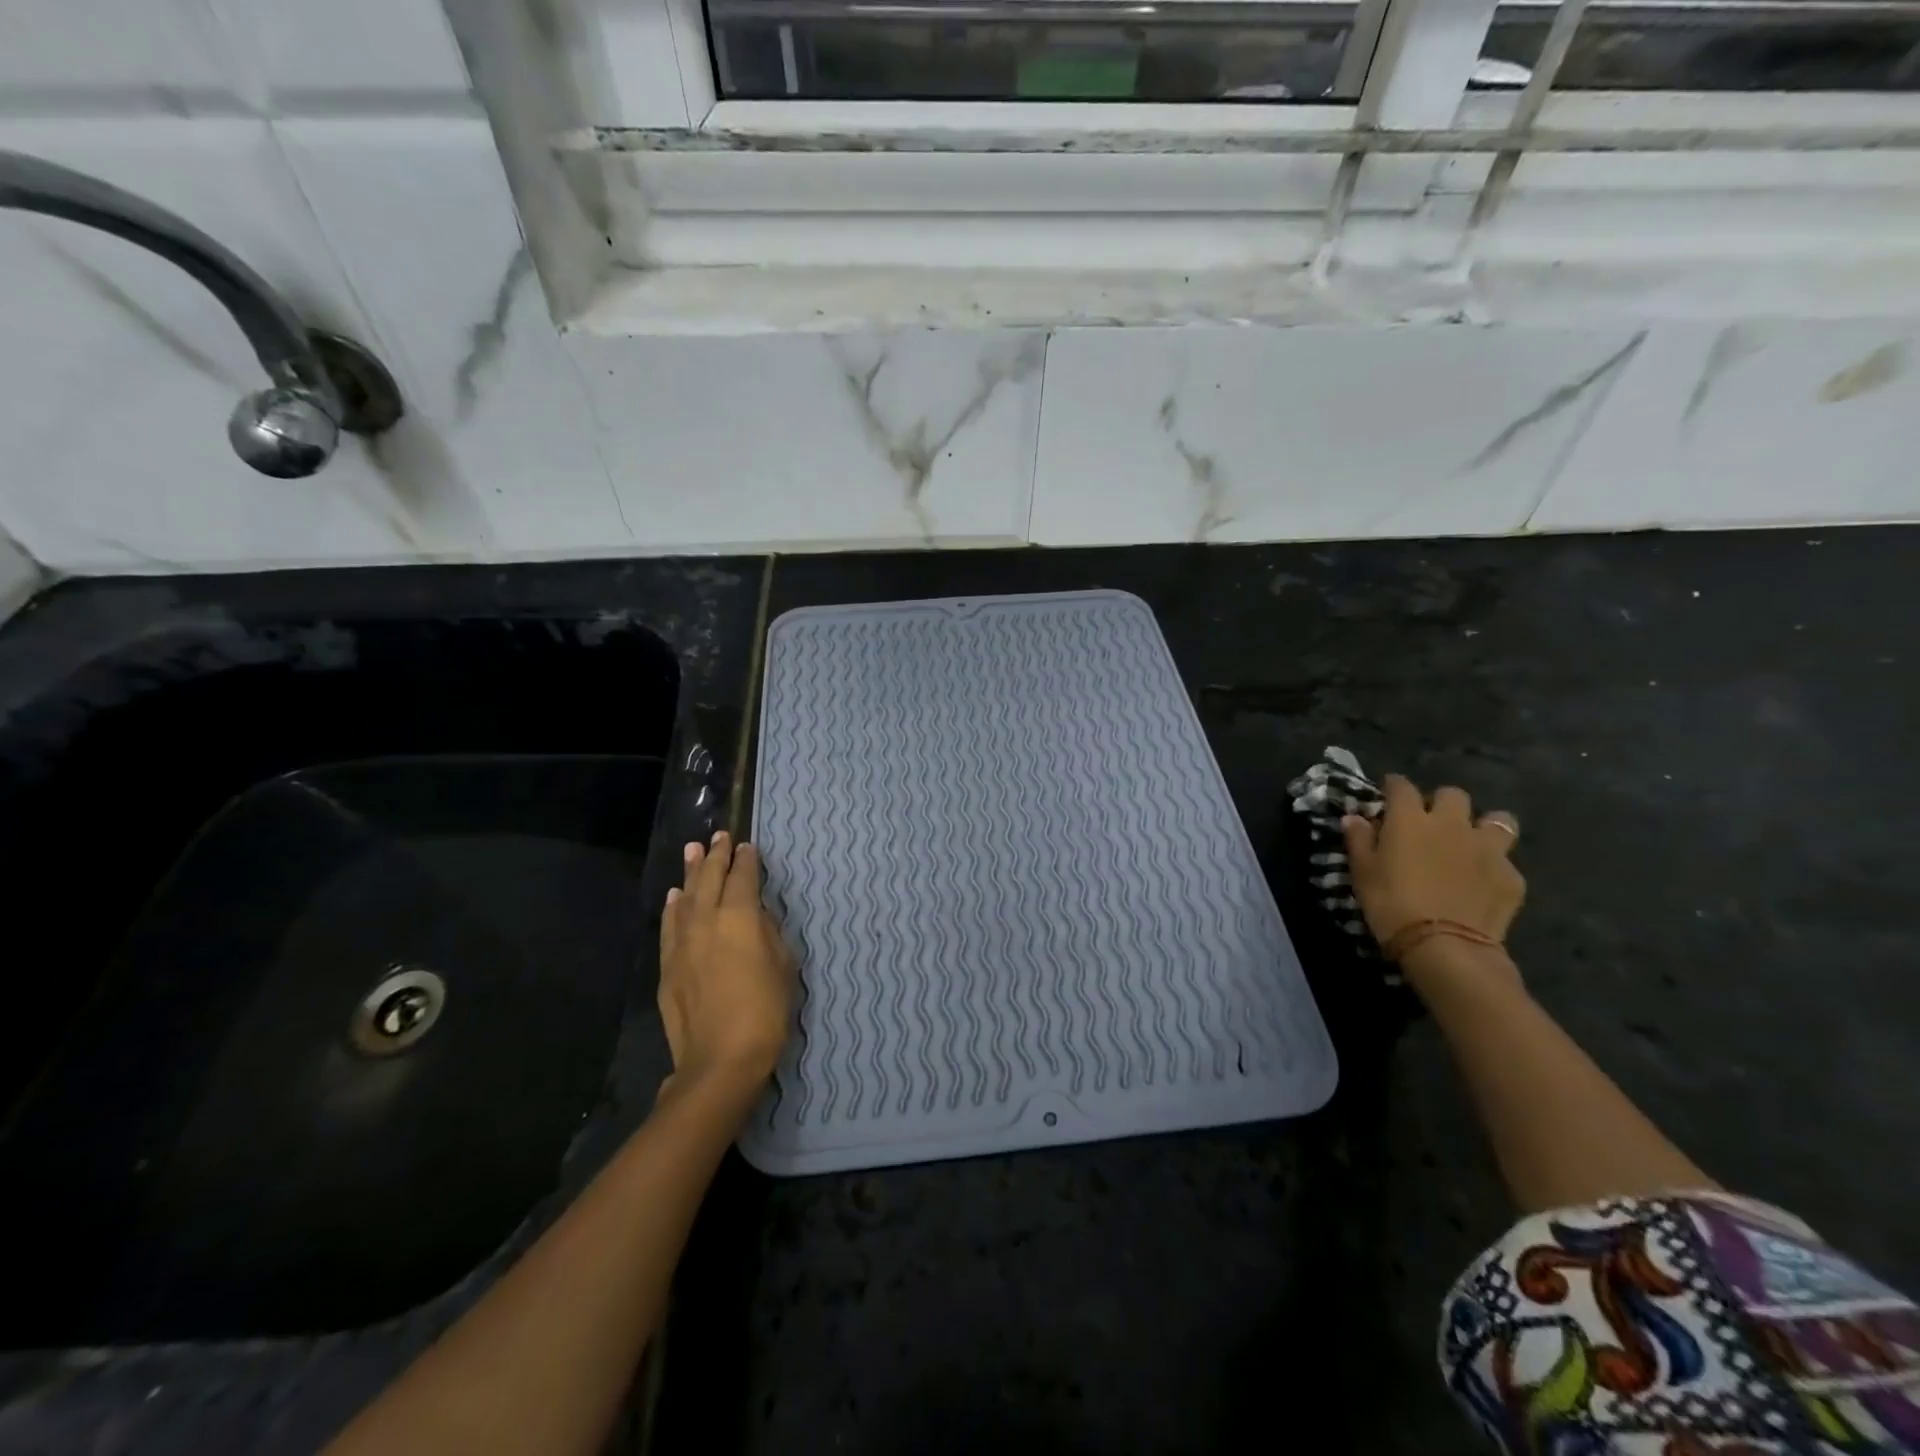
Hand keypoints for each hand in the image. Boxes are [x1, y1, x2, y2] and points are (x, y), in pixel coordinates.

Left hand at [658, 831, 795, 1098]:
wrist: (720, 1059)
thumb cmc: (765, 1011)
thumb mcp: (784, 965)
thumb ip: (769, 933)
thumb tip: (756, 917)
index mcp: (740, 916)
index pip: (742, 877)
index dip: (746, 860)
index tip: (748, 846)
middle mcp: (706, 920)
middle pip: (709, 879)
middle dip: (716, 855)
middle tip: (719, 836)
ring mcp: (682, 942)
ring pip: (686, 897)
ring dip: (691, 872)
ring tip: (693, 850)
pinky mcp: (668, 965)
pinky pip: (670, 925)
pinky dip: (673, 906)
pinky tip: (675, 896)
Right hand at [1341, 775, 1524, 957]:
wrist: (1444, 946)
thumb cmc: (1391, 904)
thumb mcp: (1362, 873)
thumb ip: (1359, 840)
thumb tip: (1354, 818)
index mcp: (1410, 819)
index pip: (1402, 786)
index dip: (1394, 787)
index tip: (1388, 793)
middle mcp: (1451, 824)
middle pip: (1453, 795)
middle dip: (1442, 803)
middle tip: (1431, 823)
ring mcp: (1487, 849)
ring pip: (1497, 820)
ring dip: (1484, 827)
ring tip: (1472, 844)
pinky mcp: (1511, 876)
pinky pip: (1506, 862)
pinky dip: (1494, 868)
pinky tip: (1483, 884)